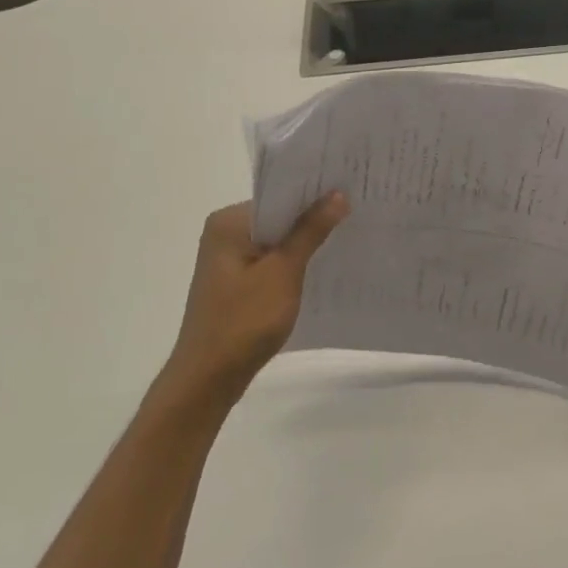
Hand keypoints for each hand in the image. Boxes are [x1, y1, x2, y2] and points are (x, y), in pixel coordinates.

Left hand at [162, 196, 347, 397]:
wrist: (209, 377)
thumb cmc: (244, 321)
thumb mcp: (283, 273)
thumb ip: (309, 232)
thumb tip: (336, 195)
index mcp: (229, 222)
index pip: (278, 195)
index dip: (314, 193)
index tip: (351, 190)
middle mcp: (225, 233)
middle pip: (278, 215)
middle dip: (313, 217)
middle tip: (358, 210)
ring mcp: (228, 259)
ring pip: (276, 240)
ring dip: (305, 241)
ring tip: (348, 234)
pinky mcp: (236, 281)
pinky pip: (271, 260)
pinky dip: (294, 262)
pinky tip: (322, 266)